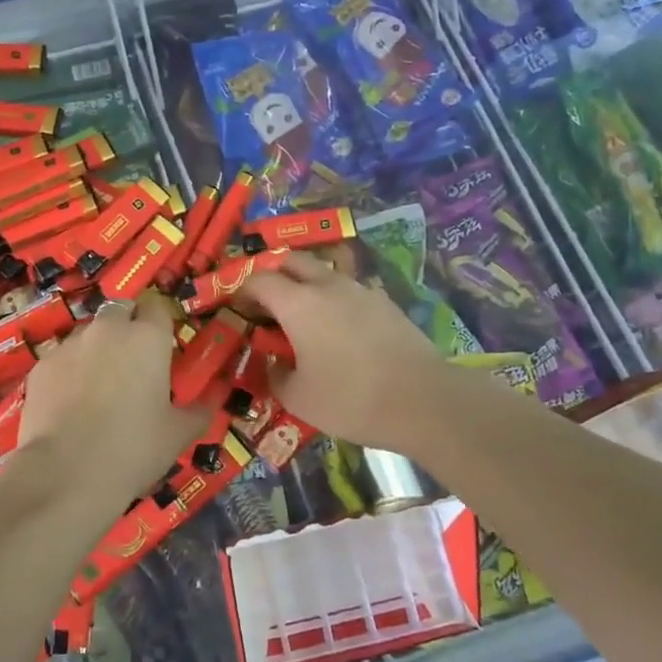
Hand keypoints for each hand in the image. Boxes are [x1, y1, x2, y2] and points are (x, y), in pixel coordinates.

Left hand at [18, 294, 207, 508]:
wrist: (66, 474)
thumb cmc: (133, 449)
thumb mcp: (178, 434)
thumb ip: (200, 409)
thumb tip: (215, 397)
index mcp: (147, 338)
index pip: (157, 306)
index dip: (160, 322)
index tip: (163, 345)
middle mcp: (108, 329)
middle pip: (120, 310)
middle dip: (127, 326)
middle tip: (132, 362)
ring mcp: (70, 344)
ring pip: (88, 333)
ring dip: (97, 348)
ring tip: (98, 386)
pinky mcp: (41, 365)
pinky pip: (61, 358)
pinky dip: (69, 371)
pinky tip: (70, 403)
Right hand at [241, 253, 453, 454]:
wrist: (423, 400)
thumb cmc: (350, 399)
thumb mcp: (299, 398)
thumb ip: (275, 375)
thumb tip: (272, 362)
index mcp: (298, 303)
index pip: (259, 279)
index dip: (242, 290)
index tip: (237, 309)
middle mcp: (327, 285)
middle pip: (292, 260)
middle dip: (273, 273)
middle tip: (266, 302)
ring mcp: (361, 290)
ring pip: (324, 272)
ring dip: (306, 284)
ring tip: (303, 315)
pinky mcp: (386, 302)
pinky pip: (350, 290)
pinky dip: (335, 299)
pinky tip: (339, 329)